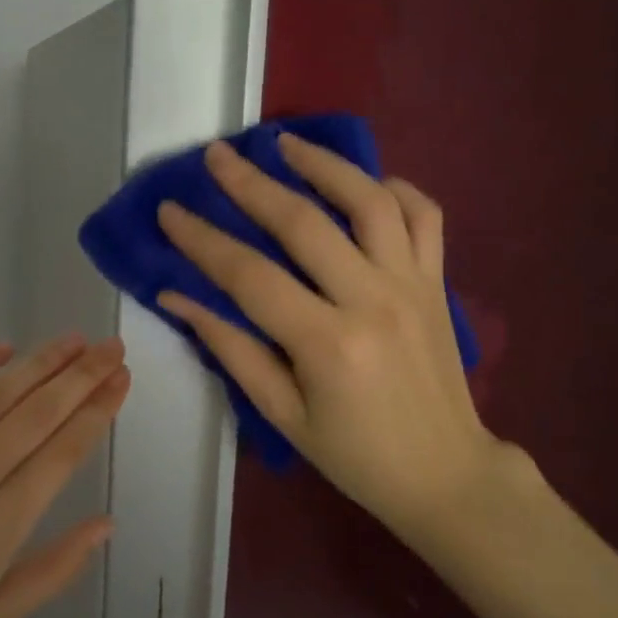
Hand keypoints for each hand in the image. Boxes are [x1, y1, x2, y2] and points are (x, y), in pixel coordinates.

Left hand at [0, 335, 129, 617]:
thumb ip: (55, 570)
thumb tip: (106, 523)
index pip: (59, 455)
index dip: (96, 412)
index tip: (122, 380)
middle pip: (34, 415)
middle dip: (81, 377)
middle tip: (112, 347)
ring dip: (38, 363)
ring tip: (73, 341)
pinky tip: (1, 348)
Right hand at [156, 137, 527, 550]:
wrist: (447, 474)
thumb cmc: (355, 455)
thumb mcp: (282, 414)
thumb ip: (231, 349)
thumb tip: (177, 298)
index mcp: (326, 343)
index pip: (249, 274)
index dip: (202, 239)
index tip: (169, 210)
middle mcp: (372, 300)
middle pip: (303, 222)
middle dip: (251, 183)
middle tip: (217, 155)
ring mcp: (412, 284)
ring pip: (369, 201)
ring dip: (325, 164)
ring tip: (287, 143)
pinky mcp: (438, 282)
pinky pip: (425, 216)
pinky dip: (396, 189)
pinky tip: (366, 181)